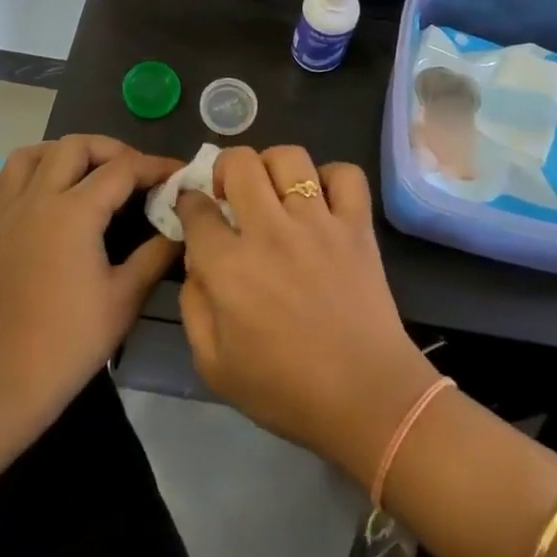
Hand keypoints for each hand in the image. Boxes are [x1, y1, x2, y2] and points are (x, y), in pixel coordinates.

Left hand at [0, 137, 181, 432]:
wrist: (0, 386)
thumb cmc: (69, 344)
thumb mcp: (125, 298)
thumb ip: (156, 253)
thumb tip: (181, 226)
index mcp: (73, 212)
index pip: (123, 169)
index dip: (156, 166)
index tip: (179, 174)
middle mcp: (36, 199)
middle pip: (75, 146)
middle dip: (111, 150)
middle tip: (135, 174)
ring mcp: (3, 213)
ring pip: (30, 155)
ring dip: (63, 154)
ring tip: (87, 175)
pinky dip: (23, 178)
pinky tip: (41, 198)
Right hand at [176, 146, 440, 485]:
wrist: (366, 399)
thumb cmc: (285, 390)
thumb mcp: (213, 365)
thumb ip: (193, 306)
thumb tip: (196, 260)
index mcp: (229, 267)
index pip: (197, 209)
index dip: (189, 204)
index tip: (194, 211)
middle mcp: (270, 232)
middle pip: (239, 163)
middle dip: (225, 169)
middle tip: (231, 194)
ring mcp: (318, 223)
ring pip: (289, 157)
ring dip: (272, 165)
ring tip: (273, 189)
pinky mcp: (357, 225)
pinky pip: (346, 174)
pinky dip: (331, 177)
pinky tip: (321, 200)